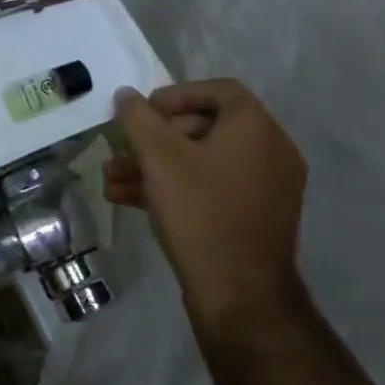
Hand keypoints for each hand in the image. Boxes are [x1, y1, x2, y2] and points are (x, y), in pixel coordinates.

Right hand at [107, 79, 307, 334]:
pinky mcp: (254, 217)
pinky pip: (212, 187)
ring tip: (113, 177)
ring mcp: (266, 188)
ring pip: (202, 161)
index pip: (219, 90)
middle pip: (207, 127)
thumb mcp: (158, 157)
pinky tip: (129, 199)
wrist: (239, 293)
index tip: (145, 111)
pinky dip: (175, 187)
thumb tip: (127, 95)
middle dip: (157, 136)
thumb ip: (138, 118)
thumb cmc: (199, 211)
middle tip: (126, 146)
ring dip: (156, 165)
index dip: (177, 94)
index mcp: (257, 129)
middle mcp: (270, 152)